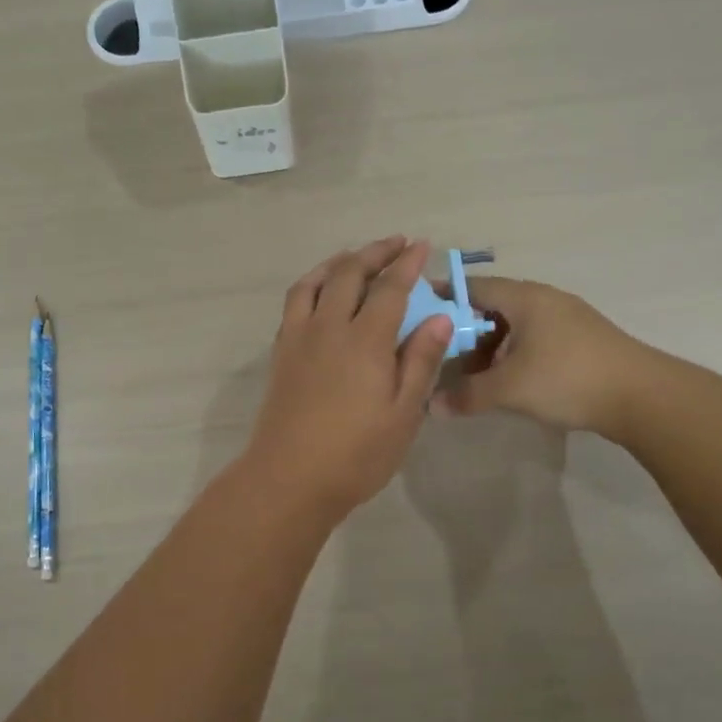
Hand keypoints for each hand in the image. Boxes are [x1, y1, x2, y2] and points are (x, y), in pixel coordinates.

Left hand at [242, 237, 451, 522]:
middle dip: (374, 252)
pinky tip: (321, 293)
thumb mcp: (403, 413)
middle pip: (350, 274)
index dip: (407, 264)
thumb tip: (439, 316)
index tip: (422, 245)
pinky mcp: (281, 352)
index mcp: (365, 340)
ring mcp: (299, 337)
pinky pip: (295, 302)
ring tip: (355, 257)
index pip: (390, 288)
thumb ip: (420, 361)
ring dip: (338, 262)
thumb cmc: (356, 454)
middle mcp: (328, 327)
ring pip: (315, 281)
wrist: (289, 478)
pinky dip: (312, 284)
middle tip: (395, 243)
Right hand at [433, 277, 645, 433]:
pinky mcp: (581, 339)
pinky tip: (509, 380)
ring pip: (515, 325)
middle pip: (492, 307)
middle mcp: (544, 299)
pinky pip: (534, 338)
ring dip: (491, 347)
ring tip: (474, 375)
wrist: (642, 396)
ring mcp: (566, 318)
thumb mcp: (509, 389)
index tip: (419, 316)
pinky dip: (514, 354)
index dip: (444, 298)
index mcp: (524, 297)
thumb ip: (467, 395)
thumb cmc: (567, 379)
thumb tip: (431, 406)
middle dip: (465, 331)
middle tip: (442, 357)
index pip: (473, 286)